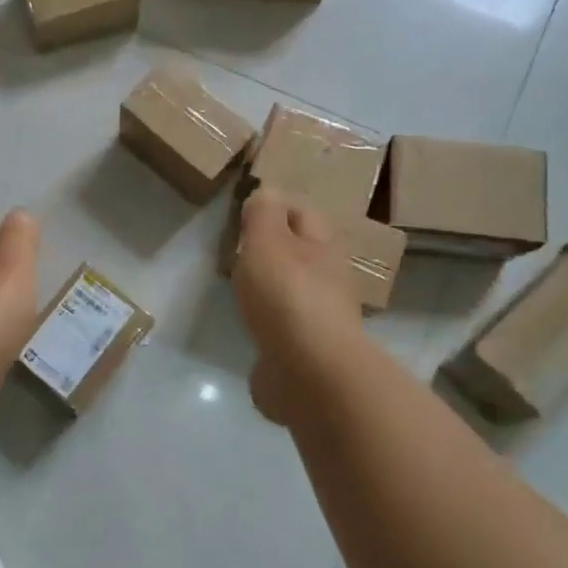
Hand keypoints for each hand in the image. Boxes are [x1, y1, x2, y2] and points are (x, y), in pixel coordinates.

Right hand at [232, 189, 361, 423]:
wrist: (311, 373)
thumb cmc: (287, 296)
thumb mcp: (267, 242)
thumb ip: (263, 215)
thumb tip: (266, 193)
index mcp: (322, 247)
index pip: (302, 213)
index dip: (276, 207)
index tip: (245, 213)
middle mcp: (329, 279)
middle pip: (301, 253)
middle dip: (274, 249)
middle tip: (238, 251)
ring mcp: (321, 319)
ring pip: (294, 291)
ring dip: (272, 287)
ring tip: (242, 289)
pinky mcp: (309, 353)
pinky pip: (286, 328)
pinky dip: (271, 324)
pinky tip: (252, 329)